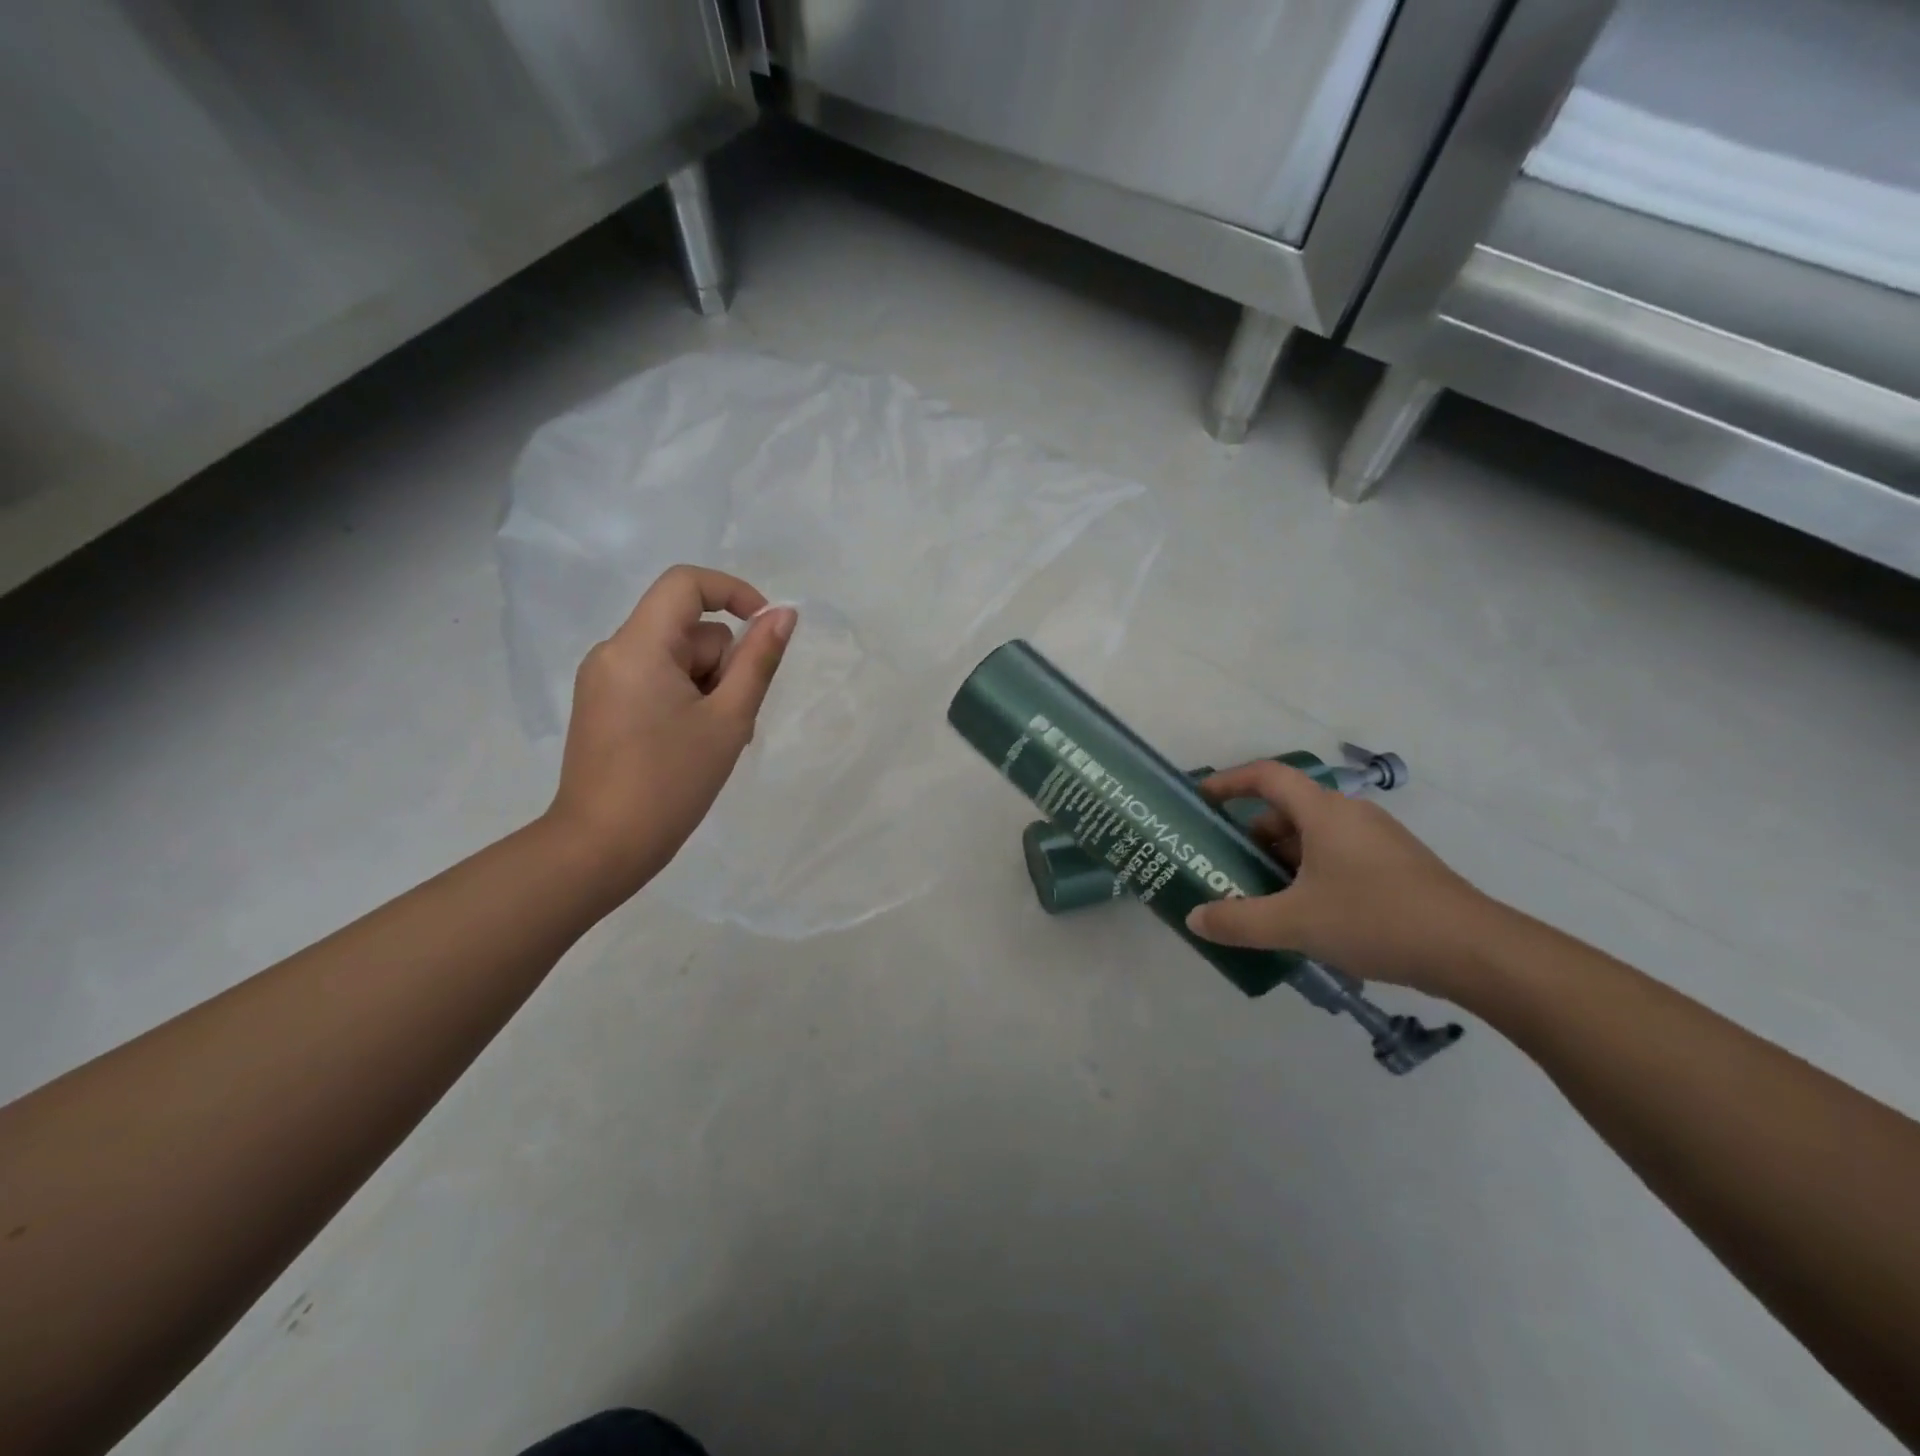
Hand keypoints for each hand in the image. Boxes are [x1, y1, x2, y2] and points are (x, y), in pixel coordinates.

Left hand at [543, 565, 794, 898]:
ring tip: (714, 741)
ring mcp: (603, 680)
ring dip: (707, 686)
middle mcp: (613, 651)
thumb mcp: (729, 720)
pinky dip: (684, 699)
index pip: (686, 584)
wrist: (602, 846)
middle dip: (722, 664)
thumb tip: (783, 615)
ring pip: (675, 659)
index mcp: (638, 646)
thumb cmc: (671, 782)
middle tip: (734, 719)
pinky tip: (690, 744)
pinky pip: (656, 680)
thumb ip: (758, 661)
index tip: (766, 628)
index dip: (733, 592)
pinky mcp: (602, 705)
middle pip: (686, 630)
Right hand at [1184, 760, 1497, 994]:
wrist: (1475, 951)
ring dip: (1281, 859)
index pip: (1267, 776)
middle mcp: (1351, 816)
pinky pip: (1338, 857)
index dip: (1230, 781)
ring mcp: (1379, 841)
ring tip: (1261, 897)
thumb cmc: (1376, 919)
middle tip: (1227, 866)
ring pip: (1314, 837)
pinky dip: (1311, 874)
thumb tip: (1195, 919)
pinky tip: (1307, 915)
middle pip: (1288, 810)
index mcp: (1324, 812)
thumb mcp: (1295, 923)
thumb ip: (1239, 921)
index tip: (1203, 800)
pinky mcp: (1397, 868)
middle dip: (1252, 836)